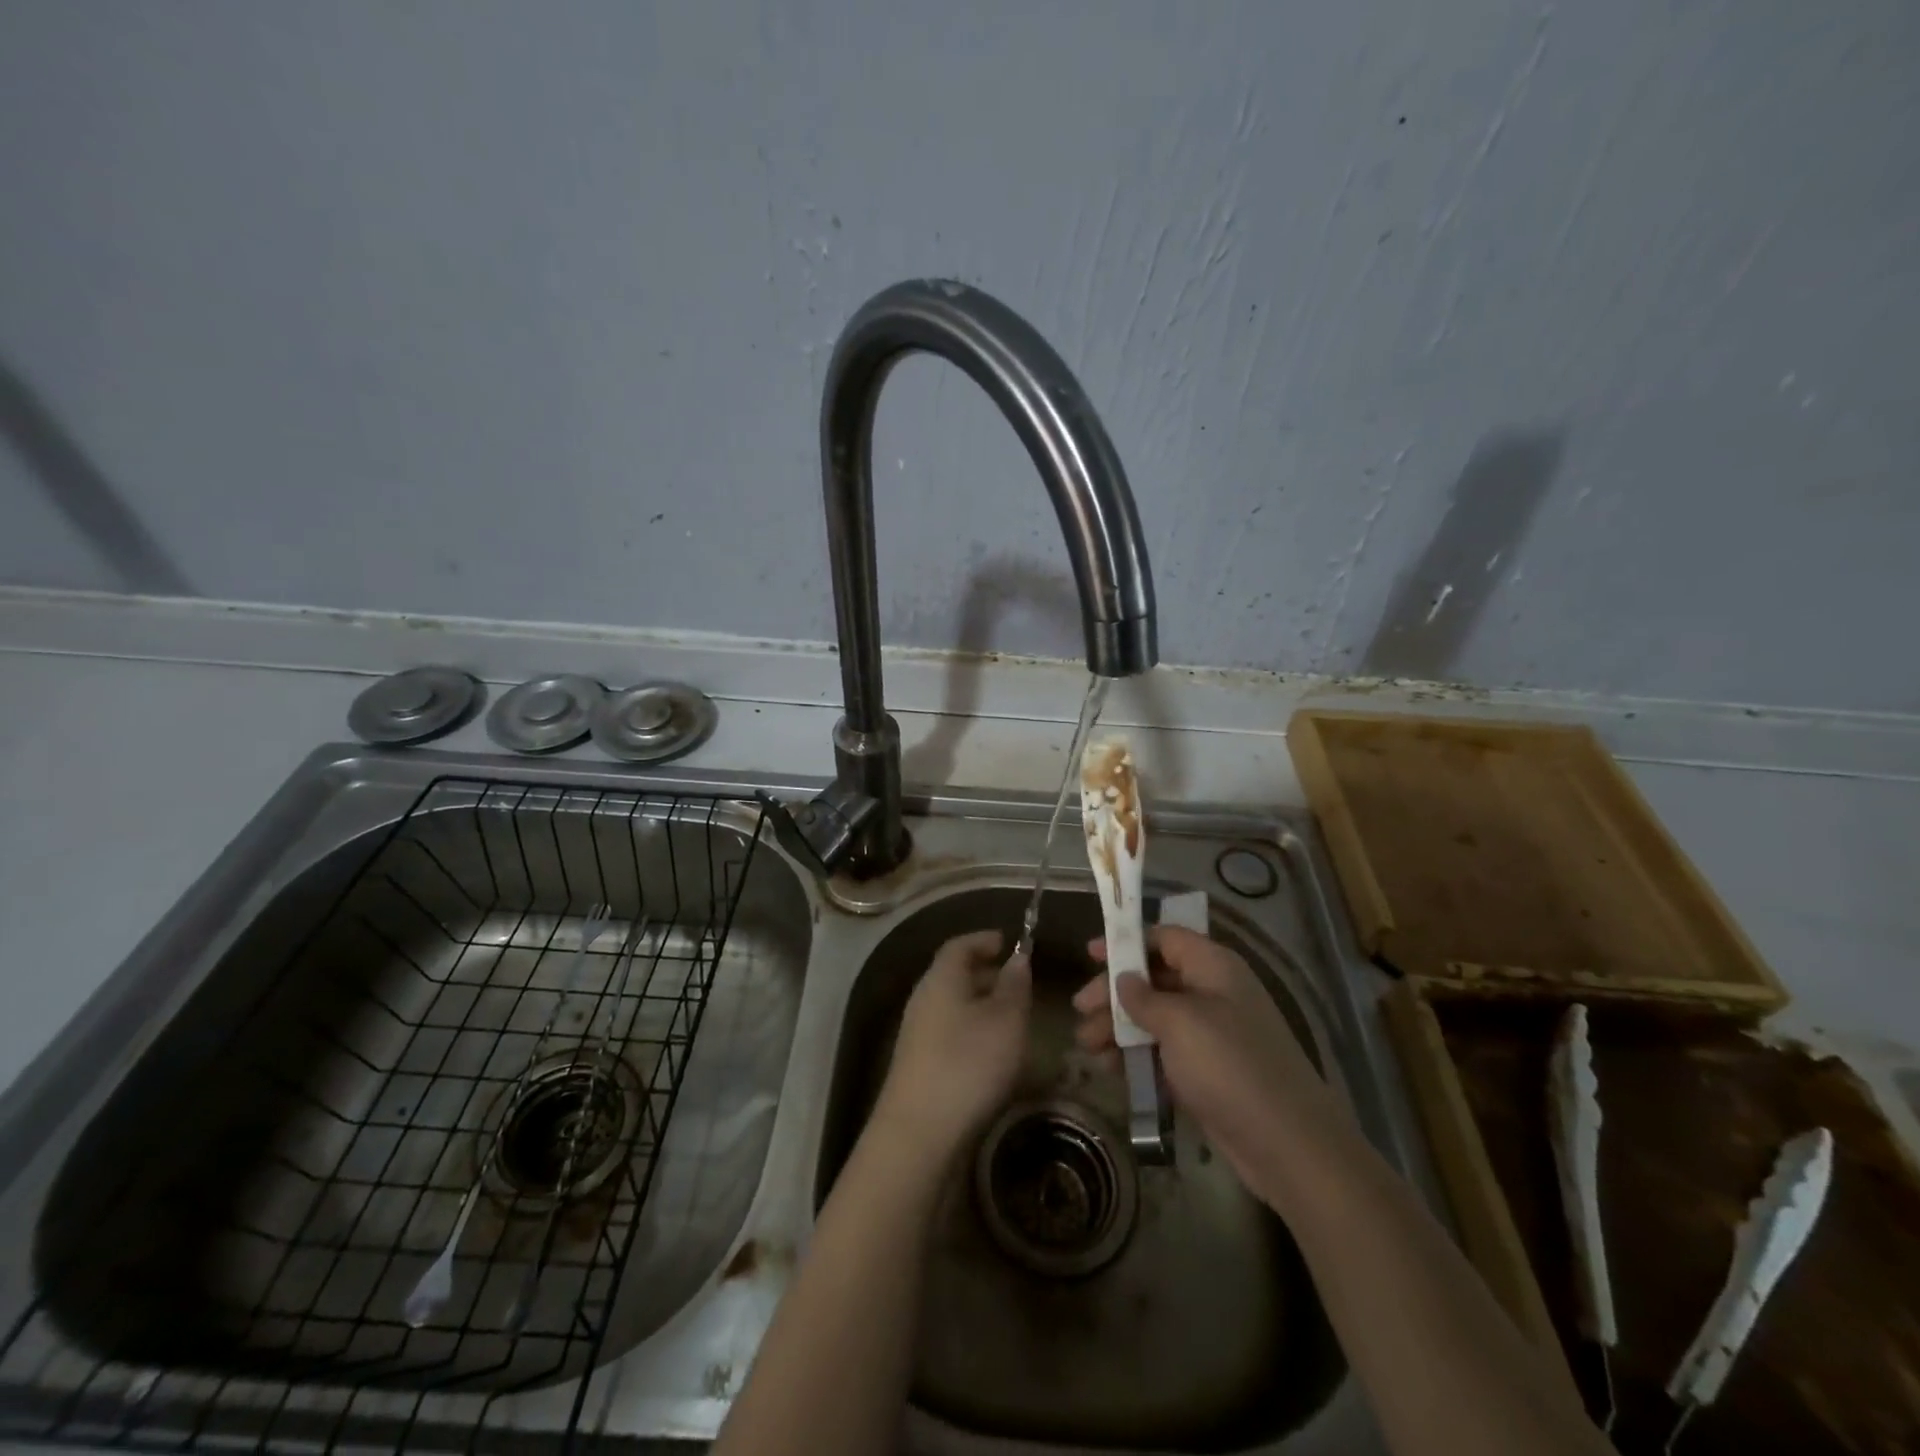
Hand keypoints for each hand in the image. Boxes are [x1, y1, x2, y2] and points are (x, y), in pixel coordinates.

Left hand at [875, 930, 1031, 1166]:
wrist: (920, 1133)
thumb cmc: (969, 1063)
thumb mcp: (1006, 1020)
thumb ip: (1015, 986)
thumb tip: (1017, 958)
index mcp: (941, 978)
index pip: (959, 945)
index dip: (984, 940)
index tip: (1009, 942)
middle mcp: (924, 999)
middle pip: (954, 974)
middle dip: (986, 973)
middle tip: (1018, 981)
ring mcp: (917, 1034)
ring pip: (953, 1005)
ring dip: (981, 1005)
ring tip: (1012, 1017)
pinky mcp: (919, 1065)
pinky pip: (949, 1032)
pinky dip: (972, 1030)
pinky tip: (993, 1052)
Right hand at [1073, 926, 1344, 1205]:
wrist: (1288, 1144)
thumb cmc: (1229, 1066)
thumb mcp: (1180, 1023)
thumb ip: (1144, 997)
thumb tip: (1124, 979)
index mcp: (1213, 967)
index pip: (1165, 938)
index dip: (1127, 942)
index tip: (1090, 954)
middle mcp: (1213, 993)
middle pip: (1154, 979)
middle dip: (1115, 993)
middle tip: (1080, 1010)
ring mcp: (1212, 1035)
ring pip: (1155, 1018)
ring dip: (1119, 1027)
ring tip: (1086, 1045)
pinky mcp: (1207, 1072)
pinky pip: (1164, 1052)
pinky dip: (1136, 1055)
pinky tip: (1110, 1068)